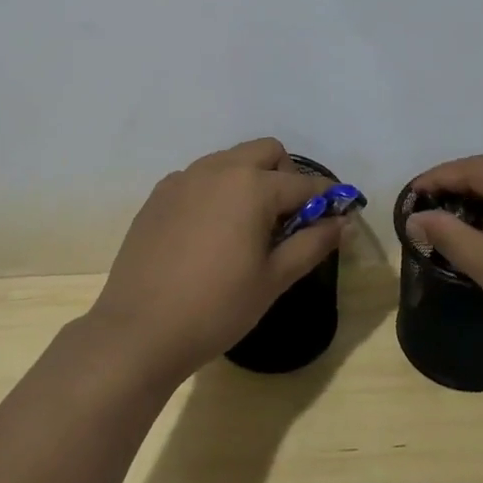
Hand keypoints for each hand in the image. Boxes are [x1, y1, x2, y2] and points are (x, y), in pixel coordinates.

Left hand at [86, 138, 345, 384]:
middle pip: (266, 152)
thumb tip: (343, 223)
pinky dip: (217, 191)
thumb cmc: (217, 307)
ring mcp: (184, 178)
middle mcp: (218, 169)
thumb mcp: (274, 279)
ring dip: (250, 180)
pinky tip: (211, 232)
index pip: (304, 183)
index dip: (326, 198)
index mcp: (252, 186)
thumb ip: (313, 243)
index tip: (337, 216)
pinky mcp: (159, 195)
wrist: (139, 330)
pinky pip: (200, 178)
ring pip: (230, 160)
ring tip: (249, 227)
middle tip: (288, 220)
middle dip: (286, 176)